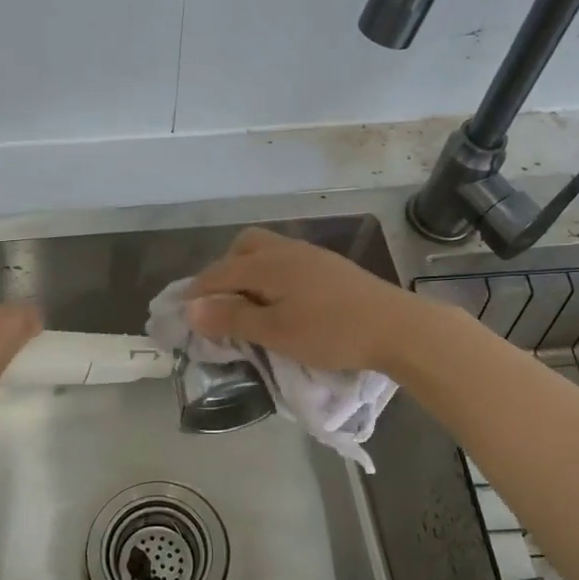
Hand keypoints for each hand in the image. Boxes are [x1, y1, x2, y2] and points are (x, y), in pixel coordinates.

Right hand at [184, 228, 426, 373]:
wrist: (397, 327)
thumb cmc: (331, 332)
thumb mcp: (275, 332)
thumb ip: (232, 318)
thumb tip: (190, 309)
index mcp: (268, 264)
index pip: (220, 272)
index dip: (197, 290)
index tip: (181, 309)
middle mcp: (286, 250)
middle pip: (243, 247)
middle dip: (224, 270)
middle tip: (220, 303)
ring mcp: (311, 256)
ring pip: (267, 251)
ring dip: (249, 271)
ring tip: (249, 303)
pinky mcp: (330, 267)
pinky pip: (287, 261)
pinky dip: (271, 276)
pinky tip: (282, 300)